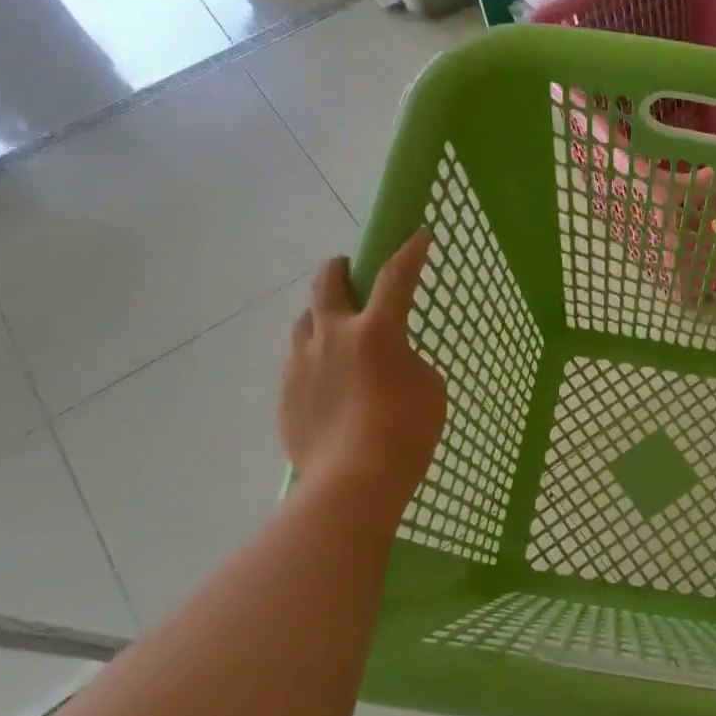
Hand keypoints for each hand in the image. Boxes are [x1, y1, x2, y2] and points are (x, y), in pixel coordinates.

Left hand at [278, 231, 446, 533]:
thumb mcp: (428, 388)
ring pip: (305, 321)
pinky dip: (316, 359)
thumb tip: (388, 361)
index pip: (396, 278)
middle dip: (340, 269)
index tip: (418, 234)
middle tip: (348, 271)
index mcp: (376, 331)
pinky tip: (330, 384)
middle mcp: (332, 335)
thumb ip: (407, 361)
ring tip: (336, 332)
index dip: (410, 253)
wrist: (353, 480)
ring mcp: (302, 363)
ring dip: (322, 316)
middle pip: (328, 283)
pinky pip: (299, 361)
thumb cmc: (406, 431)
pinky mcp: (287, 391)